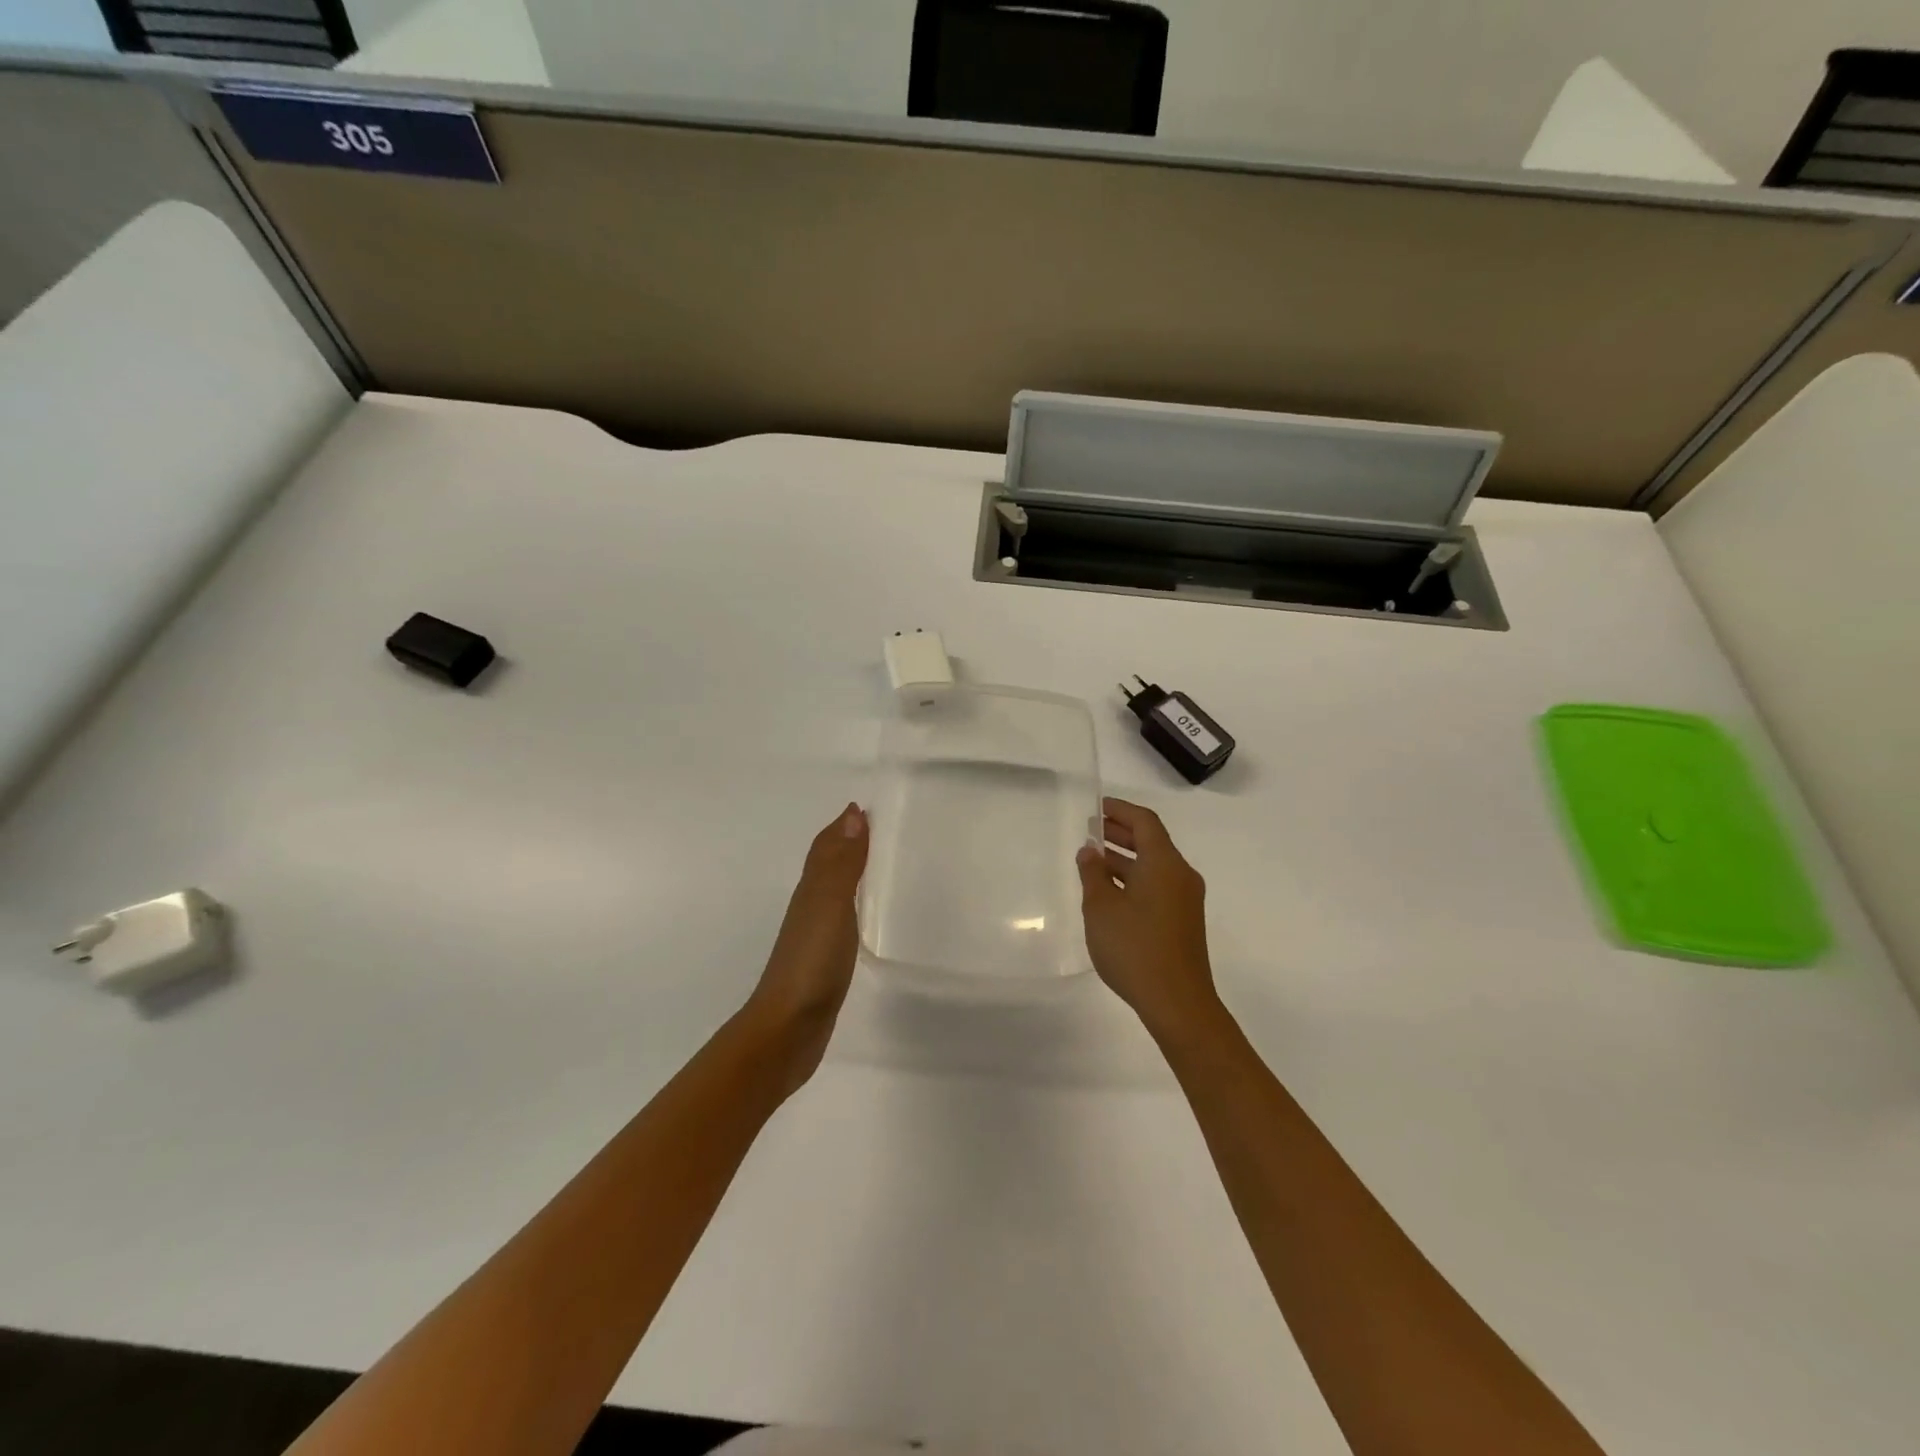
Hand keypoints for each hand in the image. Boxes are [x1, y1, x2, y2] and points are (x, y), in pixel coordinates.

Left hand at [741, 802, 868, 1089]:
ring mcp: (816, 935)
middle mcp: (811, 905)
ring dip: (852, 873)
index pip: (826, 846)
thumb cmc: (811, 962)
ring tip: (881, 866)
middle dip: (849, 844)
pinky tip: (867, 915)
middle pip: (828, 864)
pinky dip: (854, 905)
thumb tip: (853, 814)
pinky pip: (842, 919)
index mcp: (812, 889)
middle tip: (884, 832)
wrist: (788, 1028)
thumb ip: (842, 863)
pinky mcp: (825, 960)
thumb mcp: (829, 905)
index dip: (844, 826)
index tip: (869, 809)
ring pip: (835, 890)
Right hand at [1077, 798, 1222, 1039]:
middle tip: (1092, 829)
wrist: (1178, 1002)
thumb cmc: (1135, 947)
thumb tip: (1090, 851)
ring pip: (1154, 866)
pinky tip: (1111, 892)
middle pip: (1152, 842)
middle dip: (1122, 833)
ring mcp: (1185, 899)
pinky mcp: (1183, 921)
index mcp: (1164, 863)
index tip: (1098, 806)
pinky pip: (1158, 886)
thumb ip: (1093, 874)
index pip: (1145, 822)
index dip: (1121, 810)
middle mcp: (1180, 875)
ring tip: (1094, 860)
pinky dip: (1135, 878)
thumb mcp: (1102, 907)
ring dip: (1126, 858)